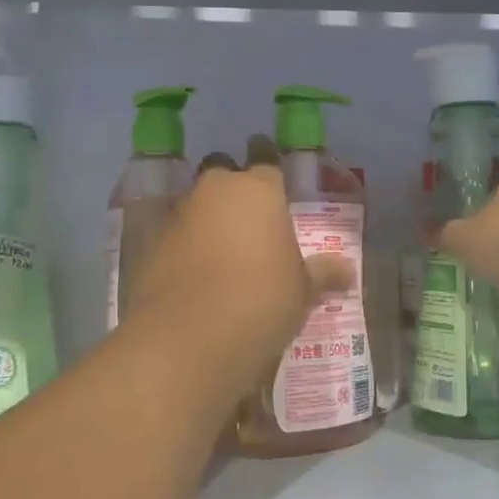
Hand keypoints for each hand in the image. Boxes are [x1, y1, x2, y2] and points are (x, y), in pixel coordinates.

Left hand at [123, 138, 352, 401]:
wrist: (188, 337)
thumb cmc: (261, 300)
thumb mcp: (302, 290)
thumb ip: (323, 273)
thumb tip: (348, 271)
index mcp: (259, 189)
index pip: (267, 161)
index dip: (271, 170)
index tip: (275, 181)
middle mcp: (215, 190)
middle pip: (224, 174)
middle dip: (234, 190)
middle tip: (249, 217)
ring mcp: (178, 215)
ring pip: (196, 204)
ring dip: (207, 219)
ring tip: (222, 250)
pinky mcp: (150, 245)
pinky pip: (174, 236)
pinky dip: (184, 247)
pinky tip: (195, 275)